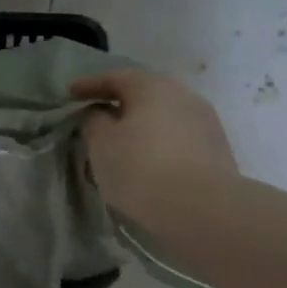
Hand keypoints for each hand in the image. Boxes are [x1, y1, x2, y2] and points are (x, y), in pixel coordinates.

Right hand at [72, 68, 237, 227]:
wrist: (204, 210)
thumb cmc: (142, 168)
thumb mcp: (102, 143)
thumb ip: (94, 122)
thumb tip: (100, 114)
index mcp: (153, 86)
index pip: (115, 77)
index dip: (89, 85)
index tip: (69, 94)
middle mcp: (184, 96)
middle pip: (144, 94)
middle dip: (119, 105)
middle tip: (97, 118)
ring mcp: (205, 123)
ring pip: (163, 118)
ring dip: (141, 127)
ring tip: (121, 145)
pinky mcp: (217, 151)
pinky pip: (177, 139)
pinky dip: (158, 145)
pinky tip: (147, 163)